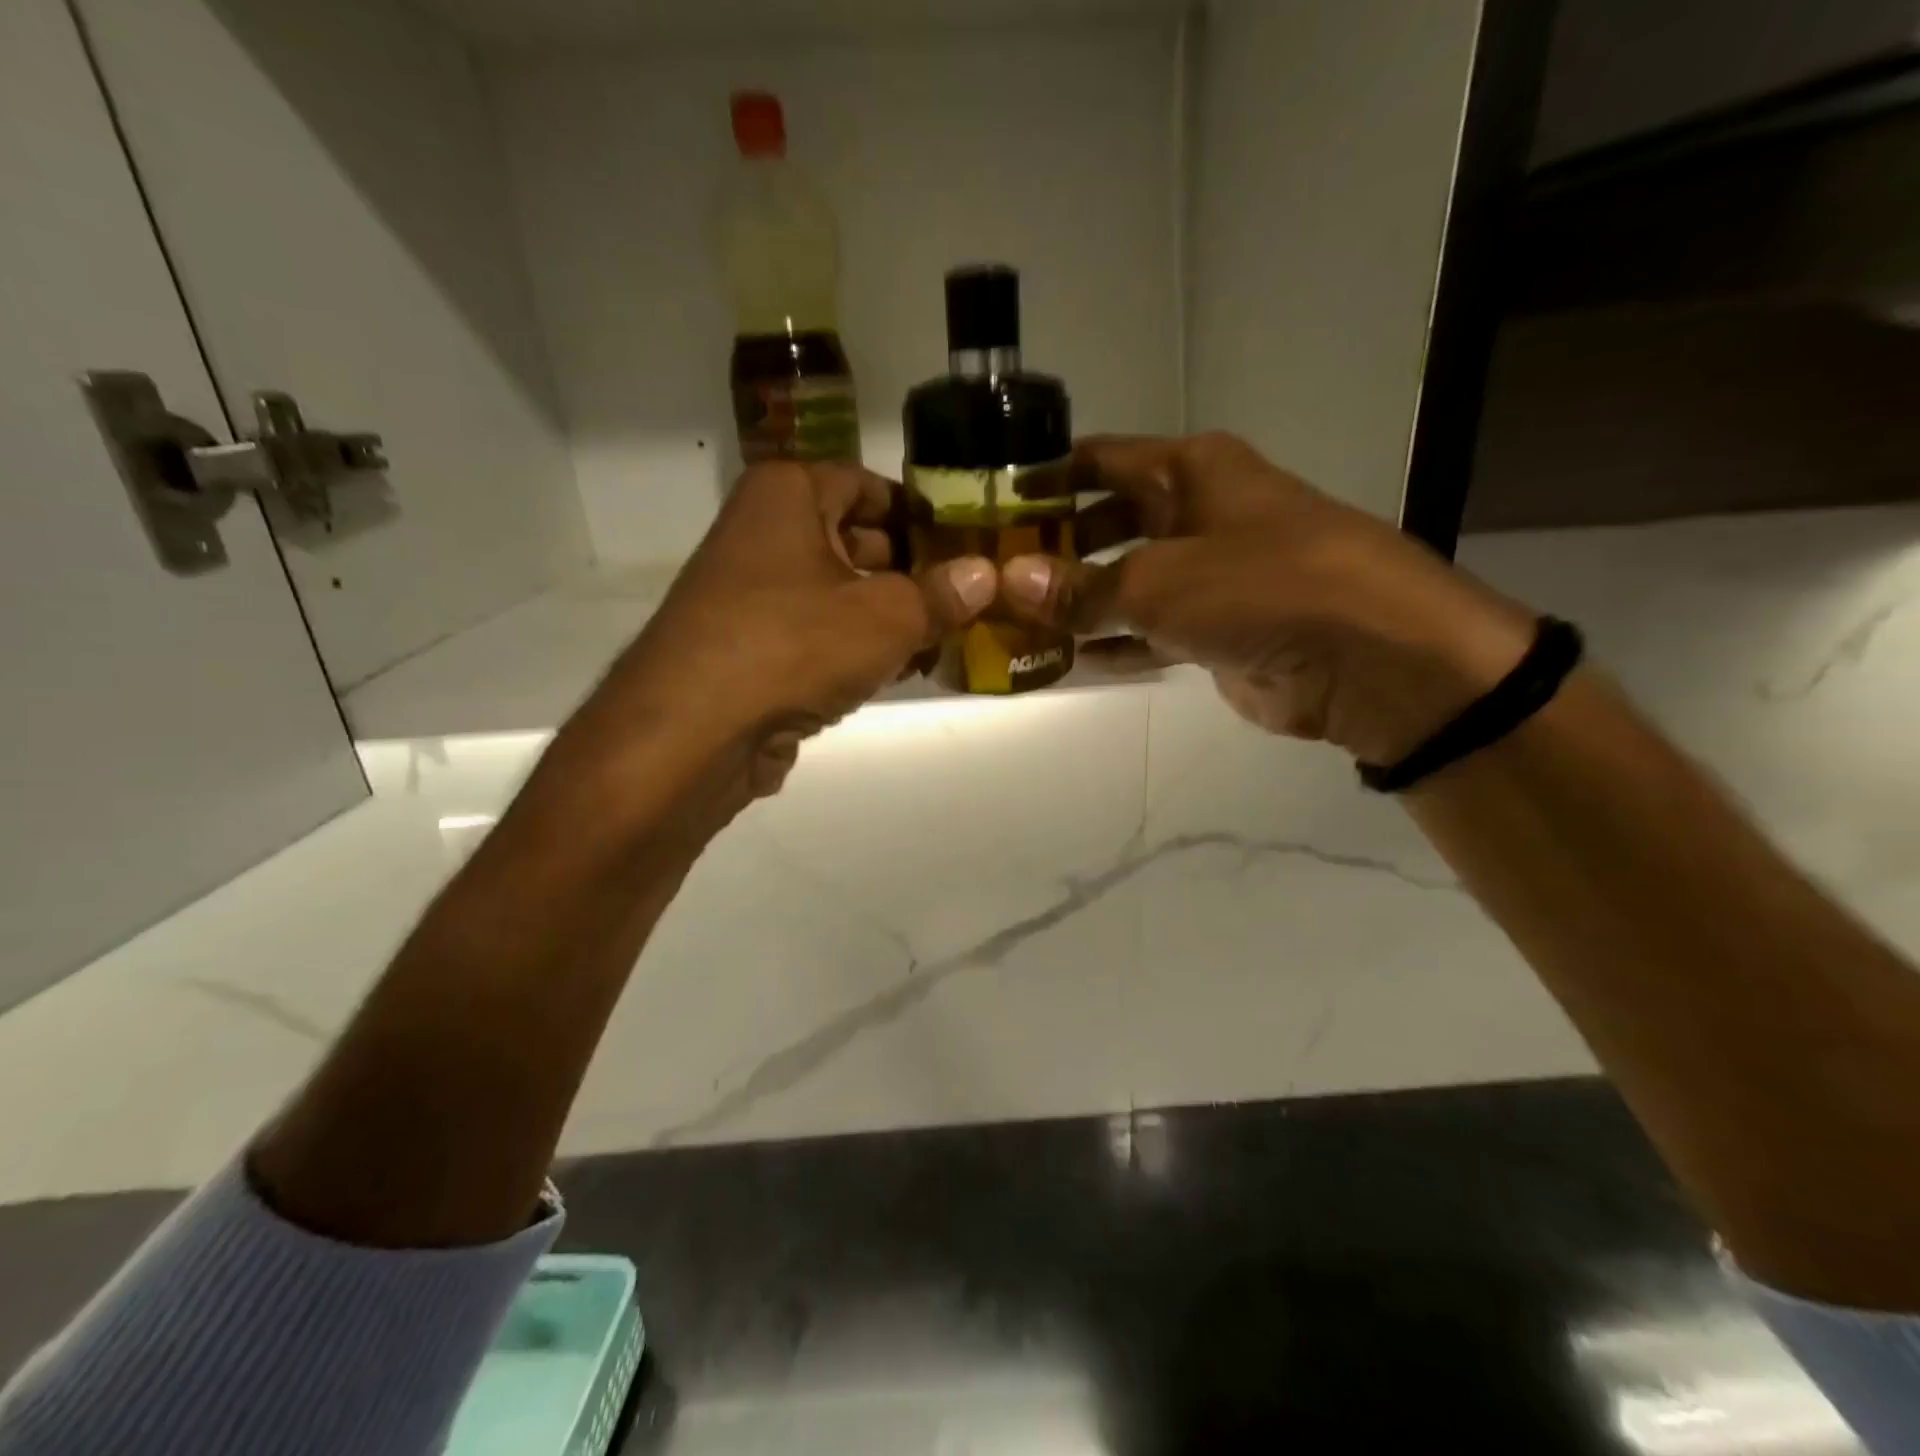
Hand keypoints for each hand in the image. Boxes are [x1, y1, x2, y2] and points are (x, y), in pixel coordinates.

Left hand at [568, 460, 993, 813]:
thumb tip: (987, 575)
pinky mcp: (750, 648)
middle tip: (967, 597)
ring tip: (944, 638)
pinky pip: (816, 635)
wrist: (693, 732)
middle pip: (855, 539)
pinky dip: (854, 649)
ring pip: (837, 593)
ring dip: (887, 617)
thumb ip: (941, 594)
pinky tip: (897, 672)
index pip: (868, 484)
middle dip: (911, 571)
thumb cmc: (793, 645)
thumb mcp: (886, 617)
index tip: (967, 543)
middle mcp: (762, 532)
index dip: (920, 513)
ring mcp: (751, 594)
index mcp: (787, 495)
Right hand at [1000, 433, 1534, 764]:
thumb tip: (1010, 583)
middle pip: (1107, 521)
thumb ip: (1083, 587)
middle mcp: (1197, 513)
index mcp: (1190, 471)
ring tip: (1016, 622)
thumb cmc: (1264, 587)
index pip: (1098, 460)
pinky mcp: (1215, 631)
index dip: (1044, 478)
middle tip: (995, 575)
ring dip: (1077, 602)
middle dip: (1055, 548)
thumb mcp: (1161, 581)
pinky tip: (1067, 661)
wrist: (1370, 659)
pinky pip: (1148, 632)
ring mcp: (1208, 575)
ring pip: (1125, 581)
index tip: (990, 504)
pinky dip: (1112, 644)